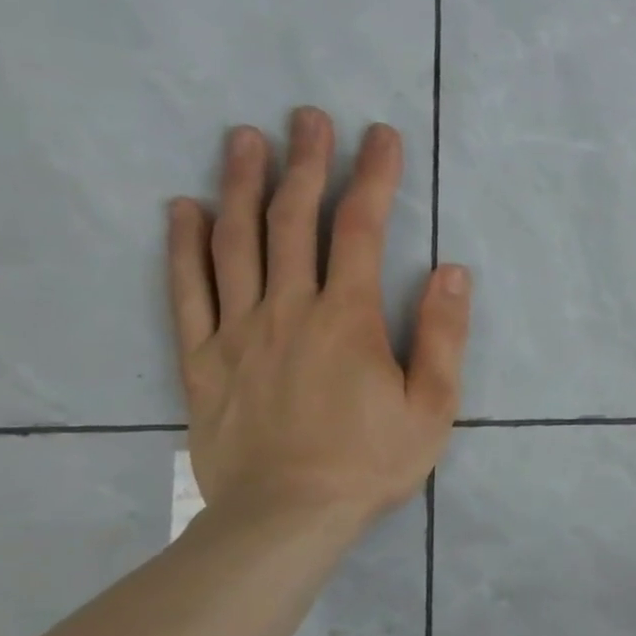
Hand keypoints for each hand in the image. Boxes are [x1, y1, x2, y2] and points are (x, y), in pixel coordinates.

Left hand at [166, 108, 470, 528]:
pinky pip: (187, 292)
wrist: (284, 519)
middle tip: (307, 117)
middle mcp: (288, 310)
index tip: (379, 136)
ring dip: (242, 186)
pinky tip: (184, 209)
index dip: (372, 177)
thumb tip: (453, 271)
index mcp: (348, 318)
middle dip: (305, 163)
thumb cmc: (371, 462)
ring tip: (245, 139)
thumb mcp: (433, 406)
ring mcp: (238, 332)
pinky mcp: (203, 360)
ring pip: (235, 243)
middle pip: (292, 221)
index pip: (359, 230)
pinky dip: (183, 246)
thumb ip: (443, 336)